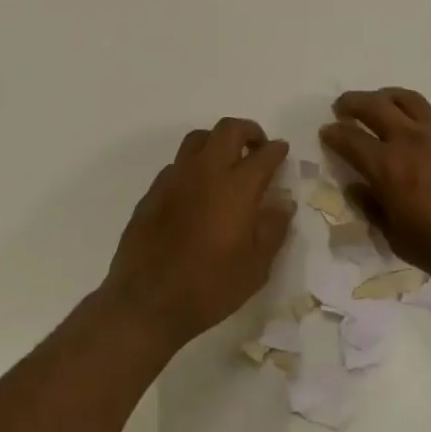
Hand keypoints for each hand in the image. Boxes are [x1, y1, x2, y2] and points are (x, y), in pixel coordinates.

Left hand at [102, 118, 294, 349]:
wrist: (147, 302)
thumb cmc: (210, 287)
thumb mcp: (256, 266)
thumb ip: (273, 228)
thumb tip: (283, 202)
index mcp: (237, 188)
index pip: (264, 154)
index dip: (277, 150)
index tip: (282, 152)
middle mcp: (205, 172)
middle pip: (228, 129)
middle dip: (248, 131)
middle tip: (257, 148)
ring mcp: (174, 178)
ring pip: (198, 139)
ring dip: (217, 143)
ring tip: (226, 164)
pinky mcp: (152, 192)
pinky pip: (177, 165)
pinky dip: (194, 167)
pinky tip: (197, 191)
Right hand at [321, 89, 430, 295]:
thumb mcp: (399, 240)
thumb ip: (374, 209)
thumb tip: (357, 188)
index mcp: (388, 168)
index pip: (350, 139)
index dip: (334, 134)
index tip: (327, 132)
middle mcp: (411, 139)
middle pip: (373, 106)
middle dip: (352, 103)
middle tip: (343, 107)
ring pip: (407, 99)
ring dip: (385, 96)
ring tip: (379, 102)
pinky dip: (420, 112)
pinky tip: (421, 122)